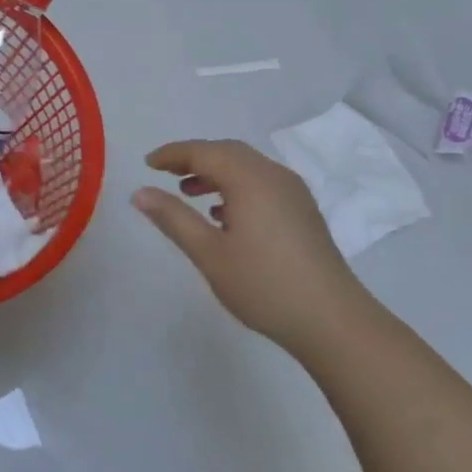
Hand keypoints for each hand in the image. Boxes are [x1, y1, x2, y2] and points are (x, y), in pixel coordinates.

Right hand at [133, 139, 373, 355]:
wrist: (331, 319)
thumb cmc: (263, 284)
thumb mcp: (209, 253)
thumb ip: (173, 218)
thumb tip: (140, 192)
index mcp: (250, 178)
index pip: (204, 152)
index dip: (173, 154)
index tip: (148, 163)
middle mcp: (274, 175)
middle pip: (228, 153)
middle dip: (195, 158)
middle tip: (166, 173)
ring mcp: (293, 192)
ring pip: (248, 168)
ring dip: (216, 173)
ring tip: (189, 193)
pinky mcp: (303, 212)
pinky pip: (263, 184)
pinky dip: (237, 187)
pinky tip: (224, 215)